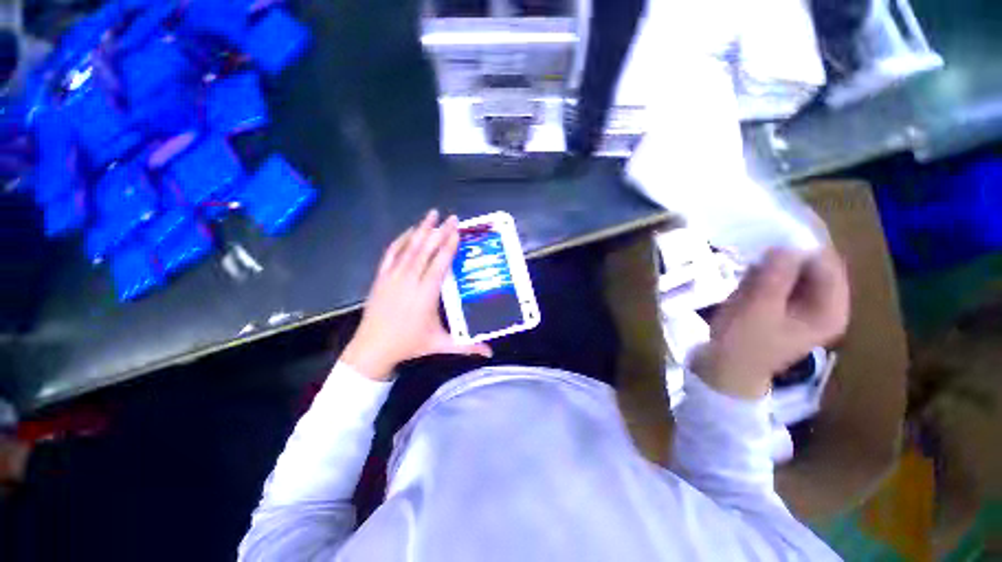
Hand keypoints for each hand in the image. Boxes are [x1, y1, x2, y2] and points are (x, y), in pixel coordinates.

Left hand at [341, 210, 491, 380]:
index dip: (448, 246)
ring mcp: (393, 277)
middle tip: (451, 217)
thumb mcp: (440, 344)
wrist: (373, 347)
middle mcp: (409, 281)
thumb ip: (467, 347)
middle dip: (439, 232)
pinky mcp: (381, 277)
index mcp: (425, 295)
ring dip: (421, 230)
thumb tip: (490, 352)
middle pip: (425, 250)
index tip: (457, 231)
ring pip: (409, 248)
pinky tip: (409, 231)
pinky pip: (391, 253)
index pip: (439, 264)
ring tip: (432, 214)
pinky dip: (401, 240)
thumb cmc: (409, 344)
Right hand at [691, 247, 849, 399]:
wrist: (725, 369)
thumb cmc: (742, 343)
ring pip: (796, 272)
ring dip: (774, 265)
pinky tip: (748, 278)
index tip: (772, 237)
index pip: (828, 265)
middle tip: (757, 251)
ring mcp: (804, 307)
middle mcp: (824, 306)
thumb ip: (775, 277)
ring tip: (750, 267)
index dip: (803, 248)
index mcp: (830, 311)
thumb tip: (785, 245)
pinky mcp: (784, 307)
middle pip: (814, 267)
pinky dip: (766, 274)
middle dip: (786, 257)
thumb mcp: (757, 309)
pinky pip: (782, 280)